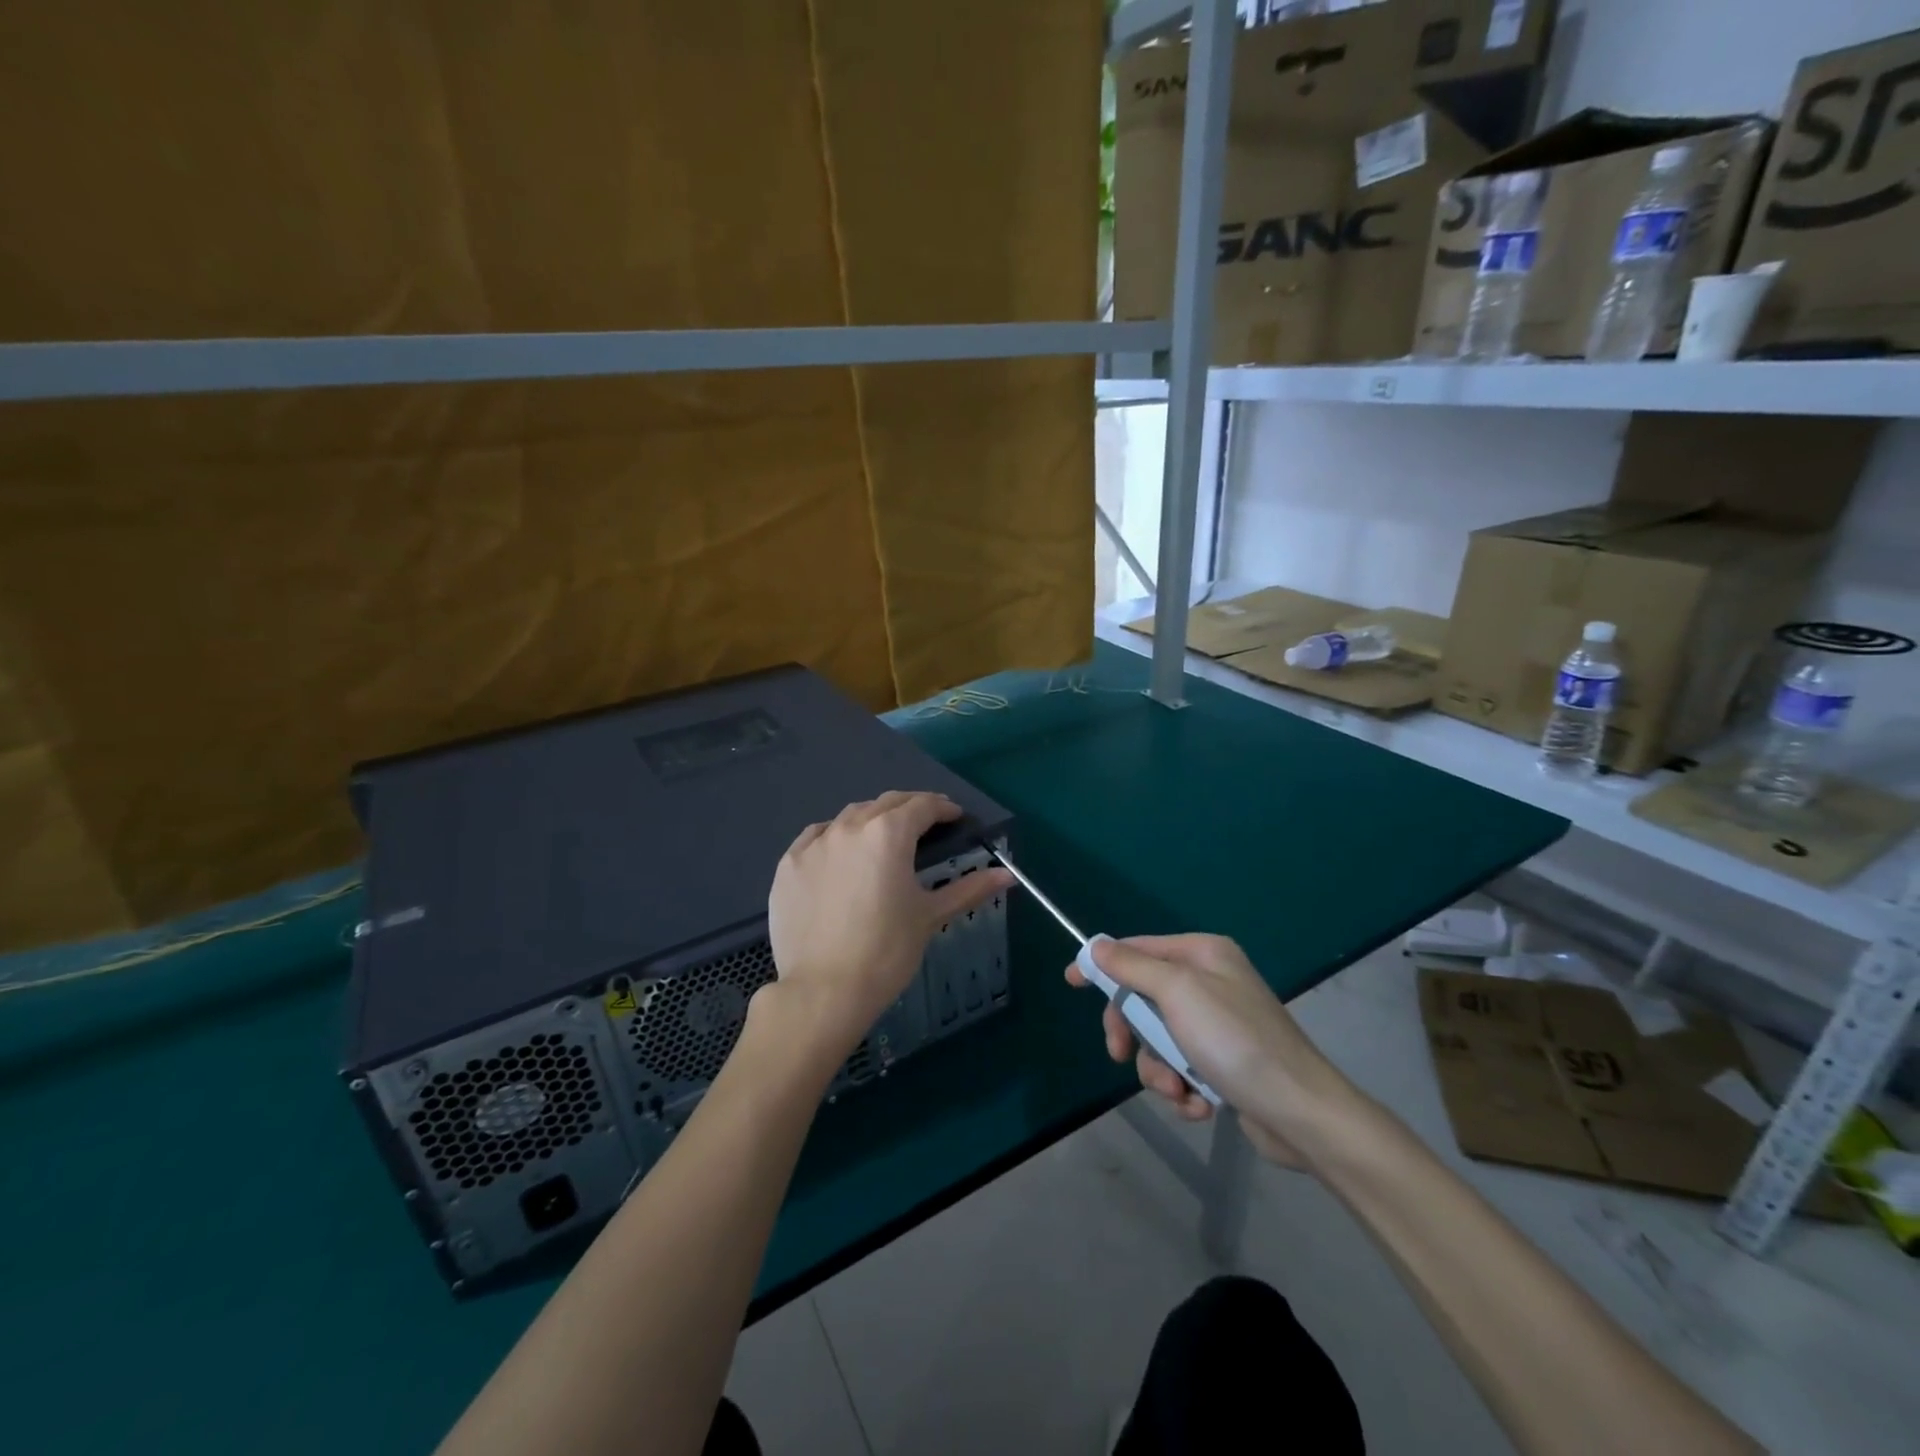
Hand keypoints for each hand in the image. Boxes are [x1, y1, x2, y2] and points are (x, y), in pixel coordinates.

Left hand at [766, 791, 1011, 1058]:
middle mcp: (849, 827)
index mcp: (888, 834)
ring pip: (849, 816)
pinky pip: (816, 837)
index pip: (922, 806)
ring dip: (872, 819)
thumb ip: (969, 888)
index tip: (955, 817)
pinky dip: (835, 837)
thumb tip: (1008, 875)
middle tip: (926, 823)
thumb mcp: (930, 916)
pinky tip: (841, 853)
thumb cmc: (886, 951)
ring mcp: (814, 844)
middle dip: (910, 808)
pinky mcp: (788, 864)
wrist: (823, 991)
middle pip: (886, 804)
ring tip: (884, 838)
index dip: (943, 809)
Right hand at [1067, 934, 1364, 1168]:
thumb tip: (1096, 946)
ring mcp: (1217, 1025)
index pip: (1138, 949)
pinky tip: (1200, 1105)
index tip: (1071, 981)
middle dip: (1133, 1033)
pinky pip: (1181, 1068)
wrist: (1301, 1114)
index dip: (1103, 964)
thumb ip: (1133, 966)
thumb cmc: (1235, 1041)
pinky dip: (1183, 1089)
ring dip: (1160, 1070)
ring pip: (1158, 1040)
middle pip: (1143, 998)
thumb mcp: (1177, 993)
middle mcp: (1210, 983)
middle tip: (1118, 1054)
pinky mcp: (1223, 1064)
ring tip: (1180, 1090)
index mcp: (1202, 954)